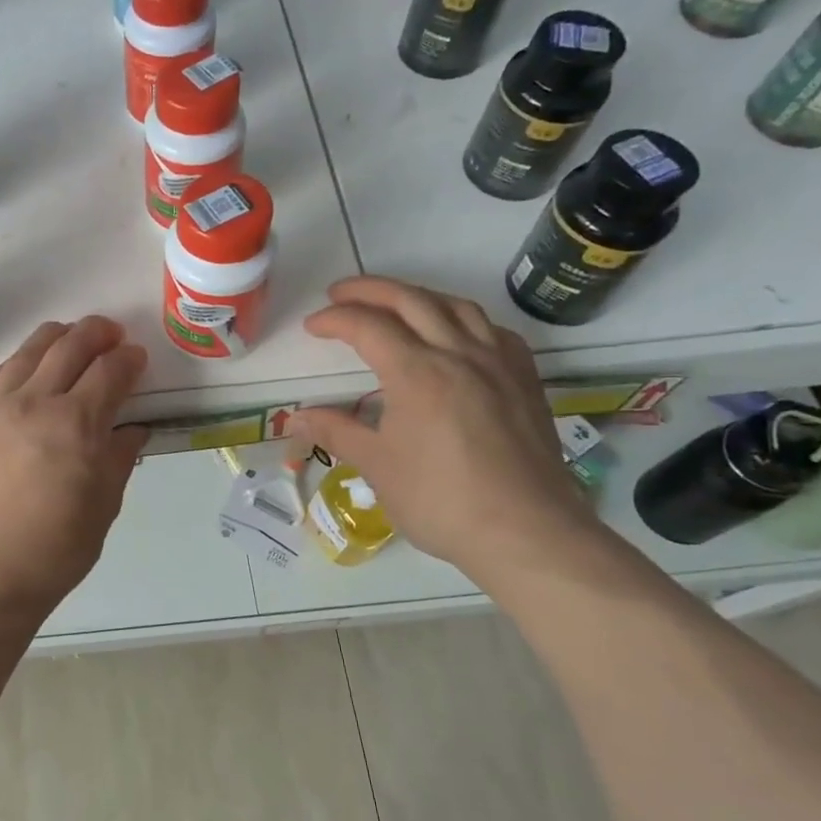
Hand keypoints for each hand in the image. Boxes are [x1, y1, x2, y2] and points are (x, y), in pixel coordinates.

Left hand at [0, 317, 150, 619]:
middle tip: (111, 335)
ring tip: (70, 337)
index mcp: (76, 425)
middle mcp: (34, 403)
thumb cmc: (53, 552)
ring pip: (28, 351)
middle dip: (96, 333)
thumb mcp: (102, 508)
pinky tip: (27, 367)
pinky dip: (19, 361)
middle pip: (70, 347)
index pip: (109, 372)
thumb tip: (132, 428)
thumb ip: (118, 458)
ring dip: (57, 337)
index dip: (128, 359)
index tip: (136, 357)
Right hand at [289, 278, 592, 579]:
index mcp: (417, 372)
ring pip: (456, 306)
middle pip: (412, 300)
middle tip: (340, 293)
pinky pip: (492, 330)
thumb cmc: (440, 500)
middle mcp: (459, 354)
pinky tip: (455, 335)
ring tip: (394, 304)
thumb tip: (294, 419)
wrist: (526, 531)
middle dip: (370, 290)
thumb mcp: (377, 466)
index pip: (368, 326)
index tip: (313, 326)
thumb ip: (336, 432)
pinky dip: (462, 319)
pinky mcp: (525, 381)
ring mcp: (499, 363)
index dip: (335, 319)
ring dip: (417, 296)